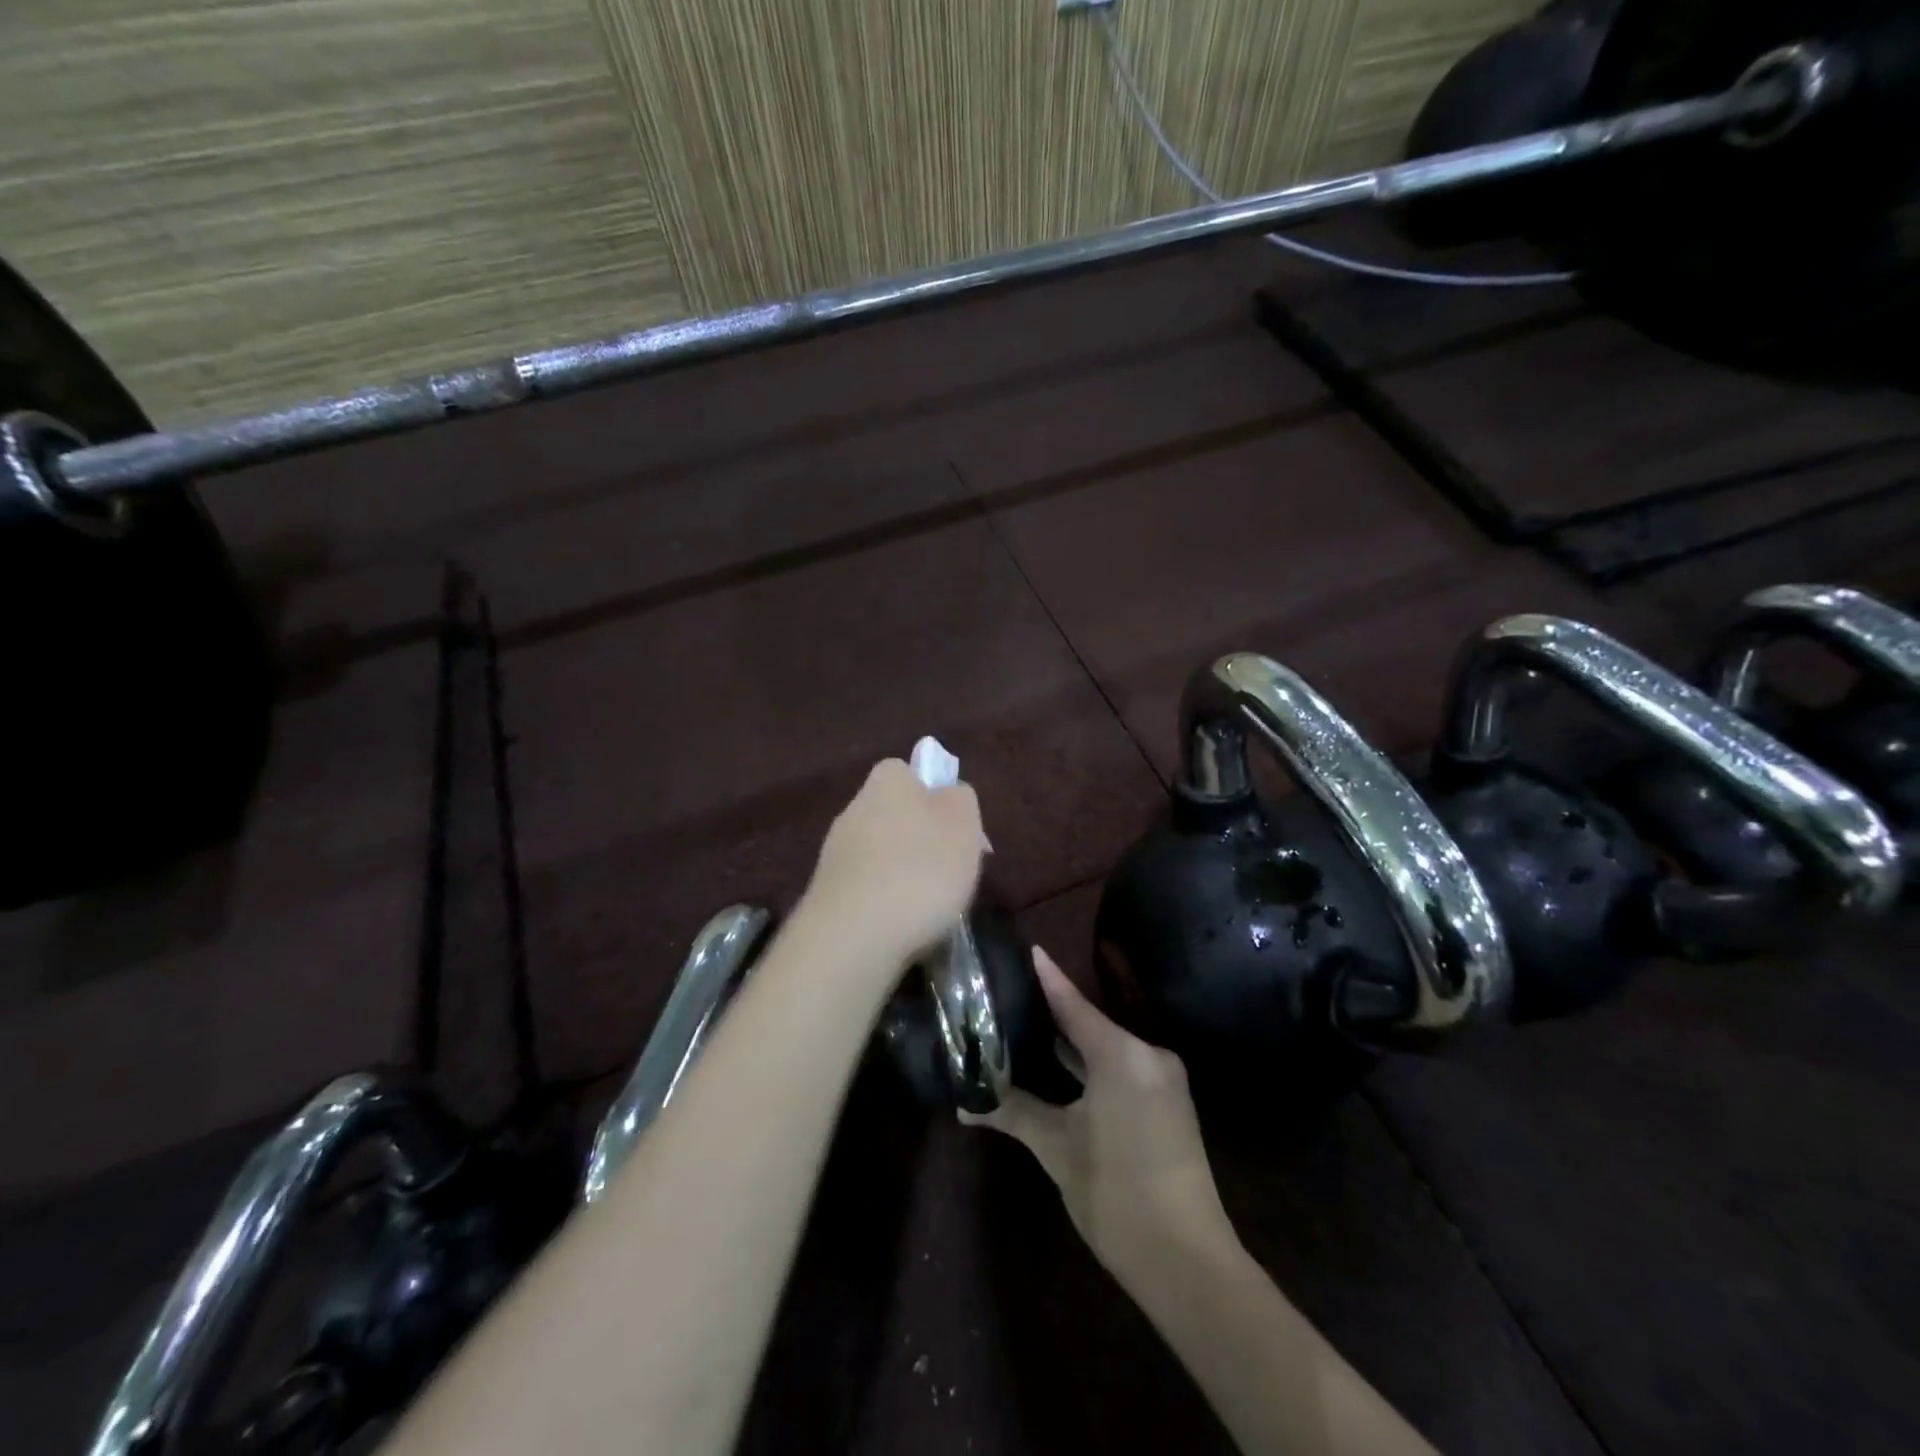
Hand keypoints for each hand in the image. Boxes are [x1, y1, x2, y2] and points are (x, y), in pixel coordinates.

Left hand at [799, 758, 986, 968]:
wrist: (853, 937)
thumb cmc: (920, 872)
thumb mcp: (963, 826)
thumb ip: (961, 799)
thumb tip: (949, 793)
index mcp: (887, 782)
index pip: (908, 772)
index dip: (936, 795)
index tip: (958, 828)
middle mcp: (855, 808)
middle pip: (897, 815)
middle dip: (923, 840)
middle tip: (952, 872)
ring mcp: (836, 852)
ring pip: (882, 853)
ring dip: (905, 873)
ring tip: (931, 907)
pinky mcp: (828, 893)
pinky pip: (867, 887)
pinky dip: (886, 901)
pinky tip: (902, 924)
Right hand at [962, 949, 1236, 1285]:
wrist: (1187, 1261)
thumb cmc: (1116, 1194)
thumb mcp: (1058, 1148)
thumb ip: (1013, 1113)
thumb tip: (963, 1105)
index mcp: (1121, 1054)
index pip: (1073, 1003)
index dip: (1047, 977)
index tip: (1027, 948)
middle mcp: (1147, 1054)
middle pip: (1090, 1022)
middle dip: (1053, 1012)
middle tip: (1012, 996)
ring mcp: (1162, 1078)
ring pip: (1107, 1047)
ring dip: (1072, 1042)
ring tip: (1028, 1027)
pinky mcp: (1168, 1102)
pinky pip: (1122, 1067)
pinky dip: (1092, 1064)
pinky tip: (1062, 1066)